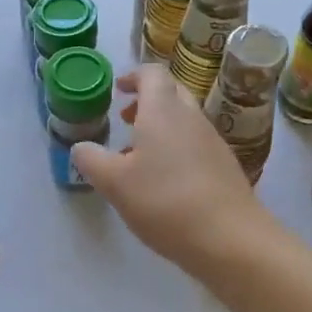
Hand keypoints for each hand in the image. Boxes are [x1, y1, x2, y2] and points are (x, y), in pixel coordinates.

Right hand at [73, 64, 273, 271]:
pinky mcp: (225, 167)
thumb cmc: (165, 202)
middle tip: (125, 119)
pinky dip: (176, 149)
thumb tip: (81, 147)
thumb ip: (92, 160)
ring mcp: (213, 142)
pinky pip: (196, 145)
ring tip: (138, 157)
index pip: (152, 74)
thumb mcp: (114, 183)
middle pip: (172, 93)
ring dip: (160, 128)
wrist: (230, 238)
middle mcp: (192, 118)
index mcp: (163, 111)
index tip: (118, 89)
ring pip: (184, 121)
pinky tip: (164, 182)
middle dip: (147, 100)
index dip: (134, 76)